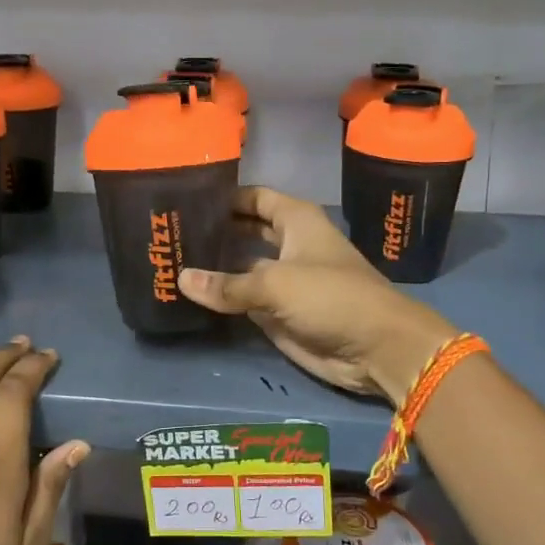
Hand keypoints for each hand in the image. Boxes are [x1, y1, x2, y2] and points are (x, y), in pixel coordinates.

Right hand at [179, 186, 456, 403]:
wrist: (375, 348)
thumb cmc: (332, 297)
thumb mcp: (276, 284)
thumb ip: (228, 284)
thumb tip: (181, 278)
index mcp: (296, 221)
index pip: (254, 197)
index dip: (225, 195)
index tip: (185, 196)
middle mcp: (288, 245)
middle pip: (244, 230)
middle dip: (214, 230)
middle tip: (169, 230)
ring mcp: (282, 280)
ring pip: (240, 267)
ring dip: (212, 266)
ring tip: (169, 259)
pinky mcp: (278, 312)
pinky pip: (242, 300)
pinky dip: (220, 297)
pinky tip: (188, 293)